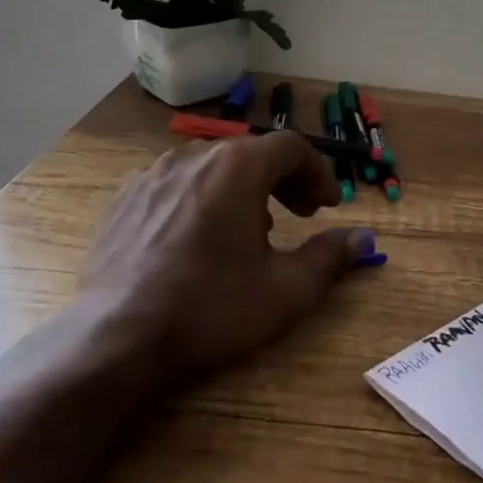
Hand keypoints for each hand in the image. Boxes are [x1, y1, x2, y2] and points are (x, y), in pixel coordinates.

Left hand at [81, 132, 381, 372]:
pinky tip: (197, 238)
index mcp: (237, 167)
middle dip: (283, 179)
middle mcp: (193, 156)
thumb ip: (330, 256)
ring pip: (210, 167)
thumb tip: (363, 238)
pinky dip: (200, 198)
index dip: (318, 172)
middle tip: (299, 213)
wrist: (119, 335)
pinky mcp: (123, 199)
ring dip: (241, 188)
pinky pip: (174, 184)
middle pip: (250, 153)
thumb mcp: (287, 289)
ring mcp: (151, 175)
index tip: (329, 206)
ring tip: (250, 228)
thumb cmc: (212, 307)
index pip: (291, 147)